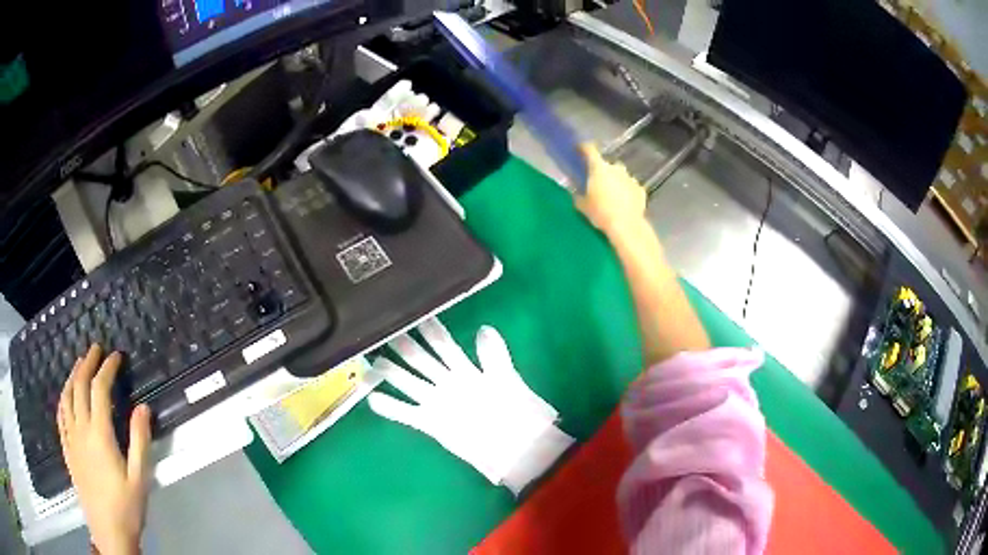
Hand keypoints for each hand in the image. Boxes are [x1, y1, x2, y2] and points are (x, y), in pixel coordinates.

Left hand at [57, 345, 151, 554]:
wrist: (108, 531)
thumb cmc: (127, 507)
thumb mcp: (140, 479)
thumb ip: (140, 441)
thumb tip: (143, 407)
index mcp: (100, 434)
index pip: (100, 389)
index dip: (107, 368)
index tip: (116, 356)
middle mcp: (81, 429)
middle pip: (79, 386)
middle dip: (87, 363)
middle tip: (96, 349)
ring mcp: (71, 438)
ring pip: (67, 397)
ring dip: (72, 376)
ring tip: (79, 364)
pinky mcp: (67, 449)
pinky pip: (60, 416)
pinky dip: (63, 398)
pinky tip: (66, 396)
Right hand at [575, 144, 646, 236]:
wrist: (626, 226)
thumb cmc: (600, 213)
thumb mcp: (582, 205)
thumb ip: (579, 195)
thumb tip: (578, 193)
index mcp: (599, 168)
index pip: (589, 150)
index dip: (583, 148)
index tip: (579, 149)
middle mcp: (616, 168)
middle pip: (606, 165)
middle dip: (601, 172)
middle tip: (596, 184)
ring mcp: (630, 178)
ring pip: (620, 176)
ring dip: (615, 182)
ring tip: (611, 197)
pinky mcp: (640, 190)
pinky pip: (630, 187)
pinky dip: (626, 192)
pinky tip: (623, 204)